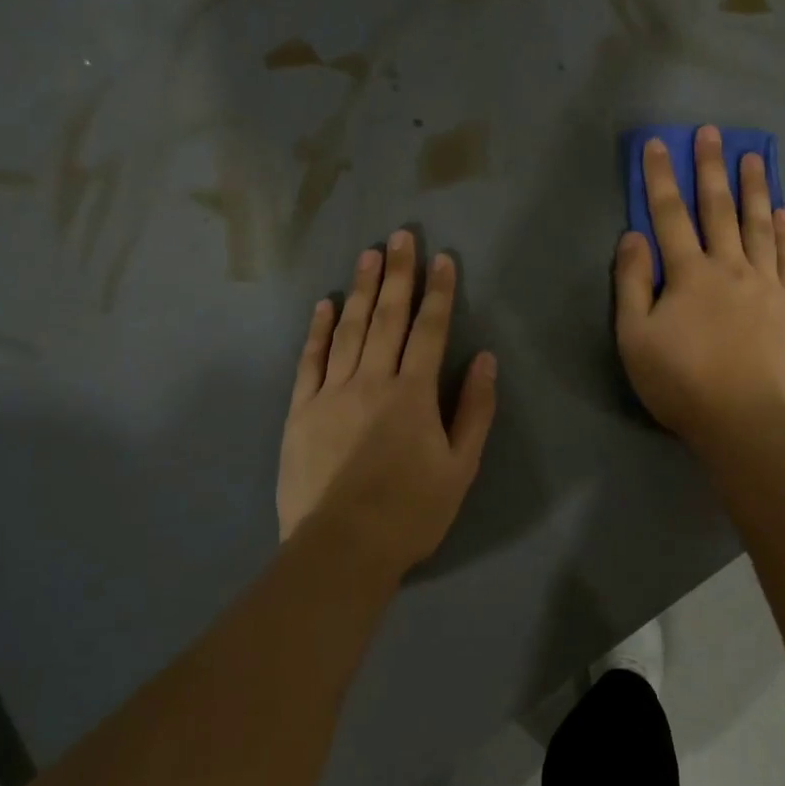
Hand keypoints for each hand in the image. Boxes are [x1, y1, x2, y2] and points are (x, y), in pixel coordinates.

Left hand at [277, 231, 497, 578]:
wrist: (341, 549)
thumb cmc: (411, 513)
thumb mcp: (460, 468)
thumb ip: (474, 410)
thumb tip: (484, 360)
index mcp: (413, 395)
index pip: (429, 331)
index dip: (438, 293)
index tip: (442, 260)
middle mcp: (371, 381)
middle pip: (386, 318)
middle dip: (397, 274)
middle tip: (400, 236)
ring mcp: (330, 393)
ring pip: (348, 330)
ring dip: (359, 289)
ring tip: (368, 255)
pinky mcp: (300, 411)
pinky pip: (309, 361)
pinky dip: (317, 330)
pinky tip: (323, 305)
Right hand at [614, 126, 784, 447]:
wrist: (743, 420)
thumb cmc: (680, 382)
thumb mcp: (634, 338)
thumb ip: (632, 283)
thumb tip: (633, 236)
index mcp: (688, 274)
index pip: (669, 216)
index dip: (661, 178)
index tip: (658, 144)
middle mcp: (729, 267)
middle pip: (718, 209)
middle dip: (711, 168)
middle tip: (711, 132)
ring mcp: (766, 283)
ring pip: (758, 225)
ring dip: (753, 188)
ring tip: (754, 156)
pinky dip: (783, 231)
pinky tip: (781, 211)